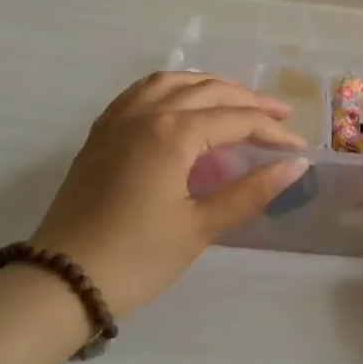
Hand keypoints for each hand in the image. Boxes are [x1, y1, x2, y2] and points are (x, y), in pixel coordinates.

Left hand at [29, 71, 308, 316]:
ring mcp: (118, 119)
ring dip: (210, 86)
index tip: (299, 148)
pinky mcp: (101, 132)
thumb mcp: (200, 228)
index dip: (272, 131)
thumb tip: (296, 165)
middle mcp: (146, 113)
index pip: (236, 119)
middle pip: (208, 91)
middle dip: (249, 101)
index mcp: (173, 134)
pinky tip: (181, 103)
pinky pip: (141, 92)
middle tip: (280, 115)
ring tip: (236, 101)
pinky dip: (172, 88)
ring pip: (172, 82)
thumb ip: (250, 192)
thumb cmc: (137, 259)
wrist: (63, 281)